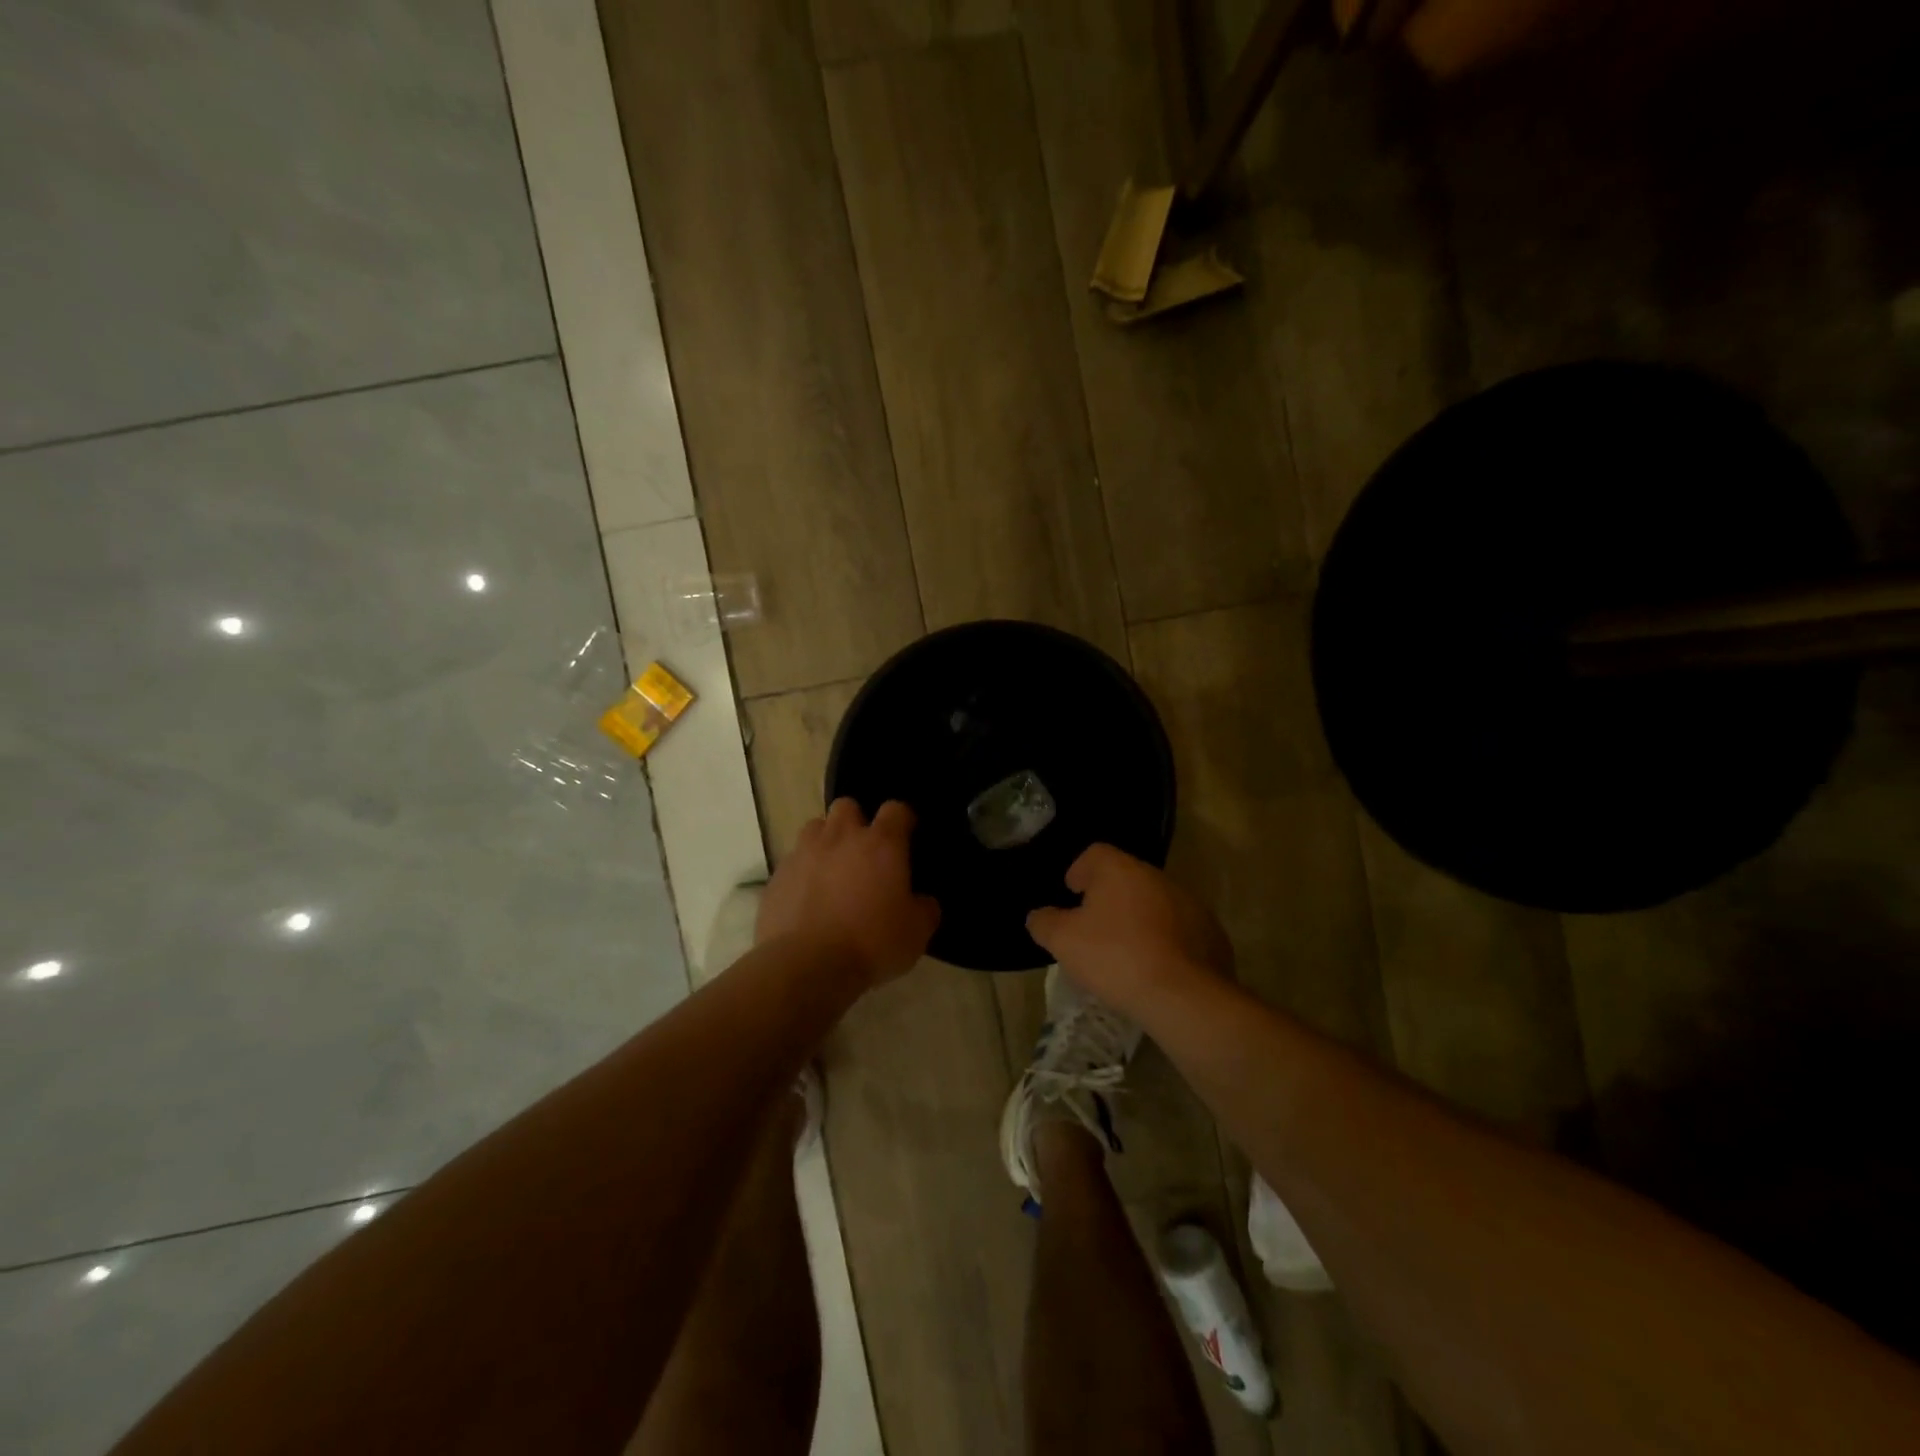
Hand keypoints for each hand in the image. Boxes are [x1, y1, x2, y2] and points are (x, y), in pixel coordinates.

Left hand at [758, 798, 940, 988]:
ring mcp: (804, 853)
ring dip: (826, 841)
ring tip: (832, 869)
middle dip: (856, 822)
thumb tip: (922, 901)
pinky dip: (803, 872)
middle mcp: (841, 837)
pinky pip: (793, 861)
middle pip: (847, 806)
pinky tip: (808, 898)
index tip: (907, 836)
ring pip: (815, 828)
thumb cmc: (871, 943)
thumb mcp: (916, 933)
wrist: (806, 966)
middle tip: (864, 852)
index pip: (896, 810)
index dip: (903, 819)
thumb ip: (924, 909)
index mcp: (881, 844)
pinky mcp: (777, 875)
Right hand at [1026, 844, 1230, 1018]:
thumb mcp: (1063, 942)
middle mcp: (1157, 876)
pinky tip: (1156, 968)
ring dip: (1139, 918)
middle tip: (1094, 928)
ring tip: (1126, 952)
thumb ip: (1044, 923)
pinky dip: (1166, 941)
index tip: (1072, 894)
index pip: (1095, 853)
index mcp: (1120, 869)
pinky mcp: (1211, 933)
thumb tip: (1039, 915)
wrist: (1184, 996)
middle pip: (1126, 877)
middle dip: (1109, 897)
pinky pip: (1180, 929)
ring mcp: (1190, 903)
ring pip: (1155, 902)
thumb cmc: (1115, 957)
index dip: (1079, 871)